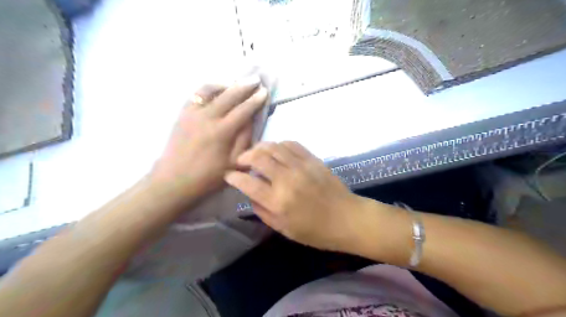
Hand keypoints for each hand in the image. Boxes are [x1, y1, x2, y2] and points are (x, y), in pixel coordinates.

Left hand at [151, 75, 267, 201]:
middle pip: (228, 95)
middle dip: (244, 86)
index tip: (264, 91)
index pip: (243, 110)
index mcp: (221, 132)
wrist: (174, 179)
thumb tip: (250, 121)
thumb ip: (244, 140)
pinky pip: (196, 95)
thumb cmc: (207, 176)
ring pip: (209, 90)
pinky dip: (208, 89)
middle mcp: (206, 117)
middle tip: (255, 79)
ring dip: (225, 84)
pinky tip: (215, 92)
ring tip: (234, 84)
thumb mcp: (233, 164)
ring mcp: (191, 113)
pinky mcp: (182, 114)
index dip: (255, 100)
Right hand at [226, 143, 366, 251]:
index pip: (247, 183)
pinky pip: (292, 144)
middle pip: (258, 158)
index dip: (234, 177)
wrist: (346, 218)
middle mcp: (287, 179)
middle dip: (243, 157)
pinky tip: (276, 151)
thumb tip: (250, 195)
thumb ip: (263, 211)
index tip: (229, 175)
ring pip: (273, 146)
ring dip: (259, 148)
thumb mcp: (284, 229)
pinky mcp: (313, 159)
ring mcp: (301, 166)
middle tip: (240, 162)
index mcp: (278, 201)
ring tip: (255, 154)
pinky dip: (279, 145)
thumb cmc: (315, 231)